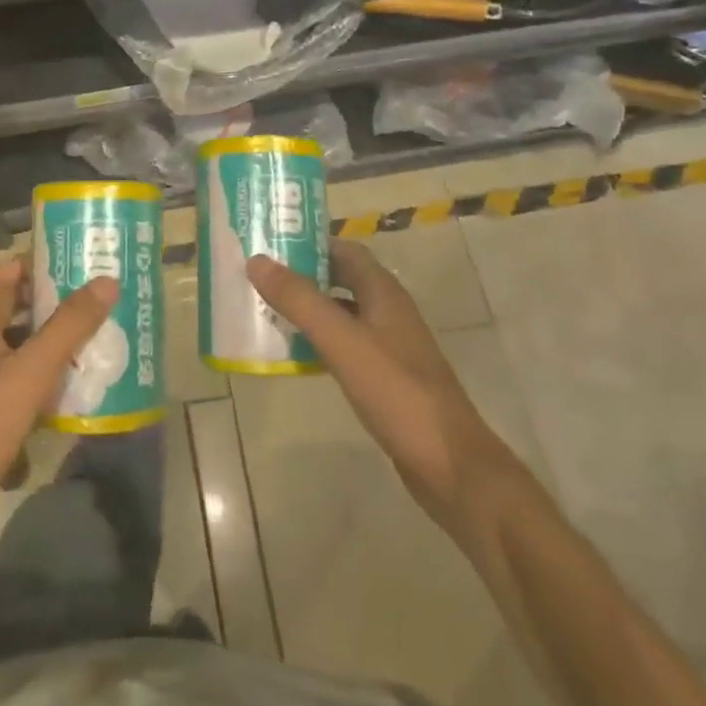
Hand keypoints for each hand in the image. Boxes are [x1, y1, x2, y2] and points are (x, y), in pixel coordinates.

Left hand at [0, 255, 115, 573]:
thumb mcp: (30, 372)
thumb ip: (68, 327)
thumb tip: (107, 281)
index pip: (1, 274)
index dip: (33, 263)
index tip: (74, 262)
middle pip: (15, 310)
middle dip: (54, 304)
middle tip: (97, 300)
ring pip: (20, 349)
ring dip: (54, 344)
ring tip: (98, 340)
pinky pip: (21, 385)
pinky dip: (47, 382)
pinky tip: (77, 392)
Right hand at [248, 239, 509, 526]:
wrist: (449, 464)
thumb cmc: (396, 392)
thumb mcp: (341, 341)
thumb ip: (299, 300)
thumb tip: (256, 260)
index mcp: (383, 291)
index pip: (344, 249)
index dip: (309, 241)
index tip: (270, 242)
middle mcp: (387, 310)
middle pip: (340, 278)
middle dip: (302, 274)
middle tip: (258, 275)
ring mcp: (389, 344)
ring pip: (341, 312)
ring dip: (308, 308)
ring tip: (265, 309)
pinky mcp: (385, 376)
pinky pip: (345, 344)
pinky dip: (319, 340)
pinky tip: (294, 353)